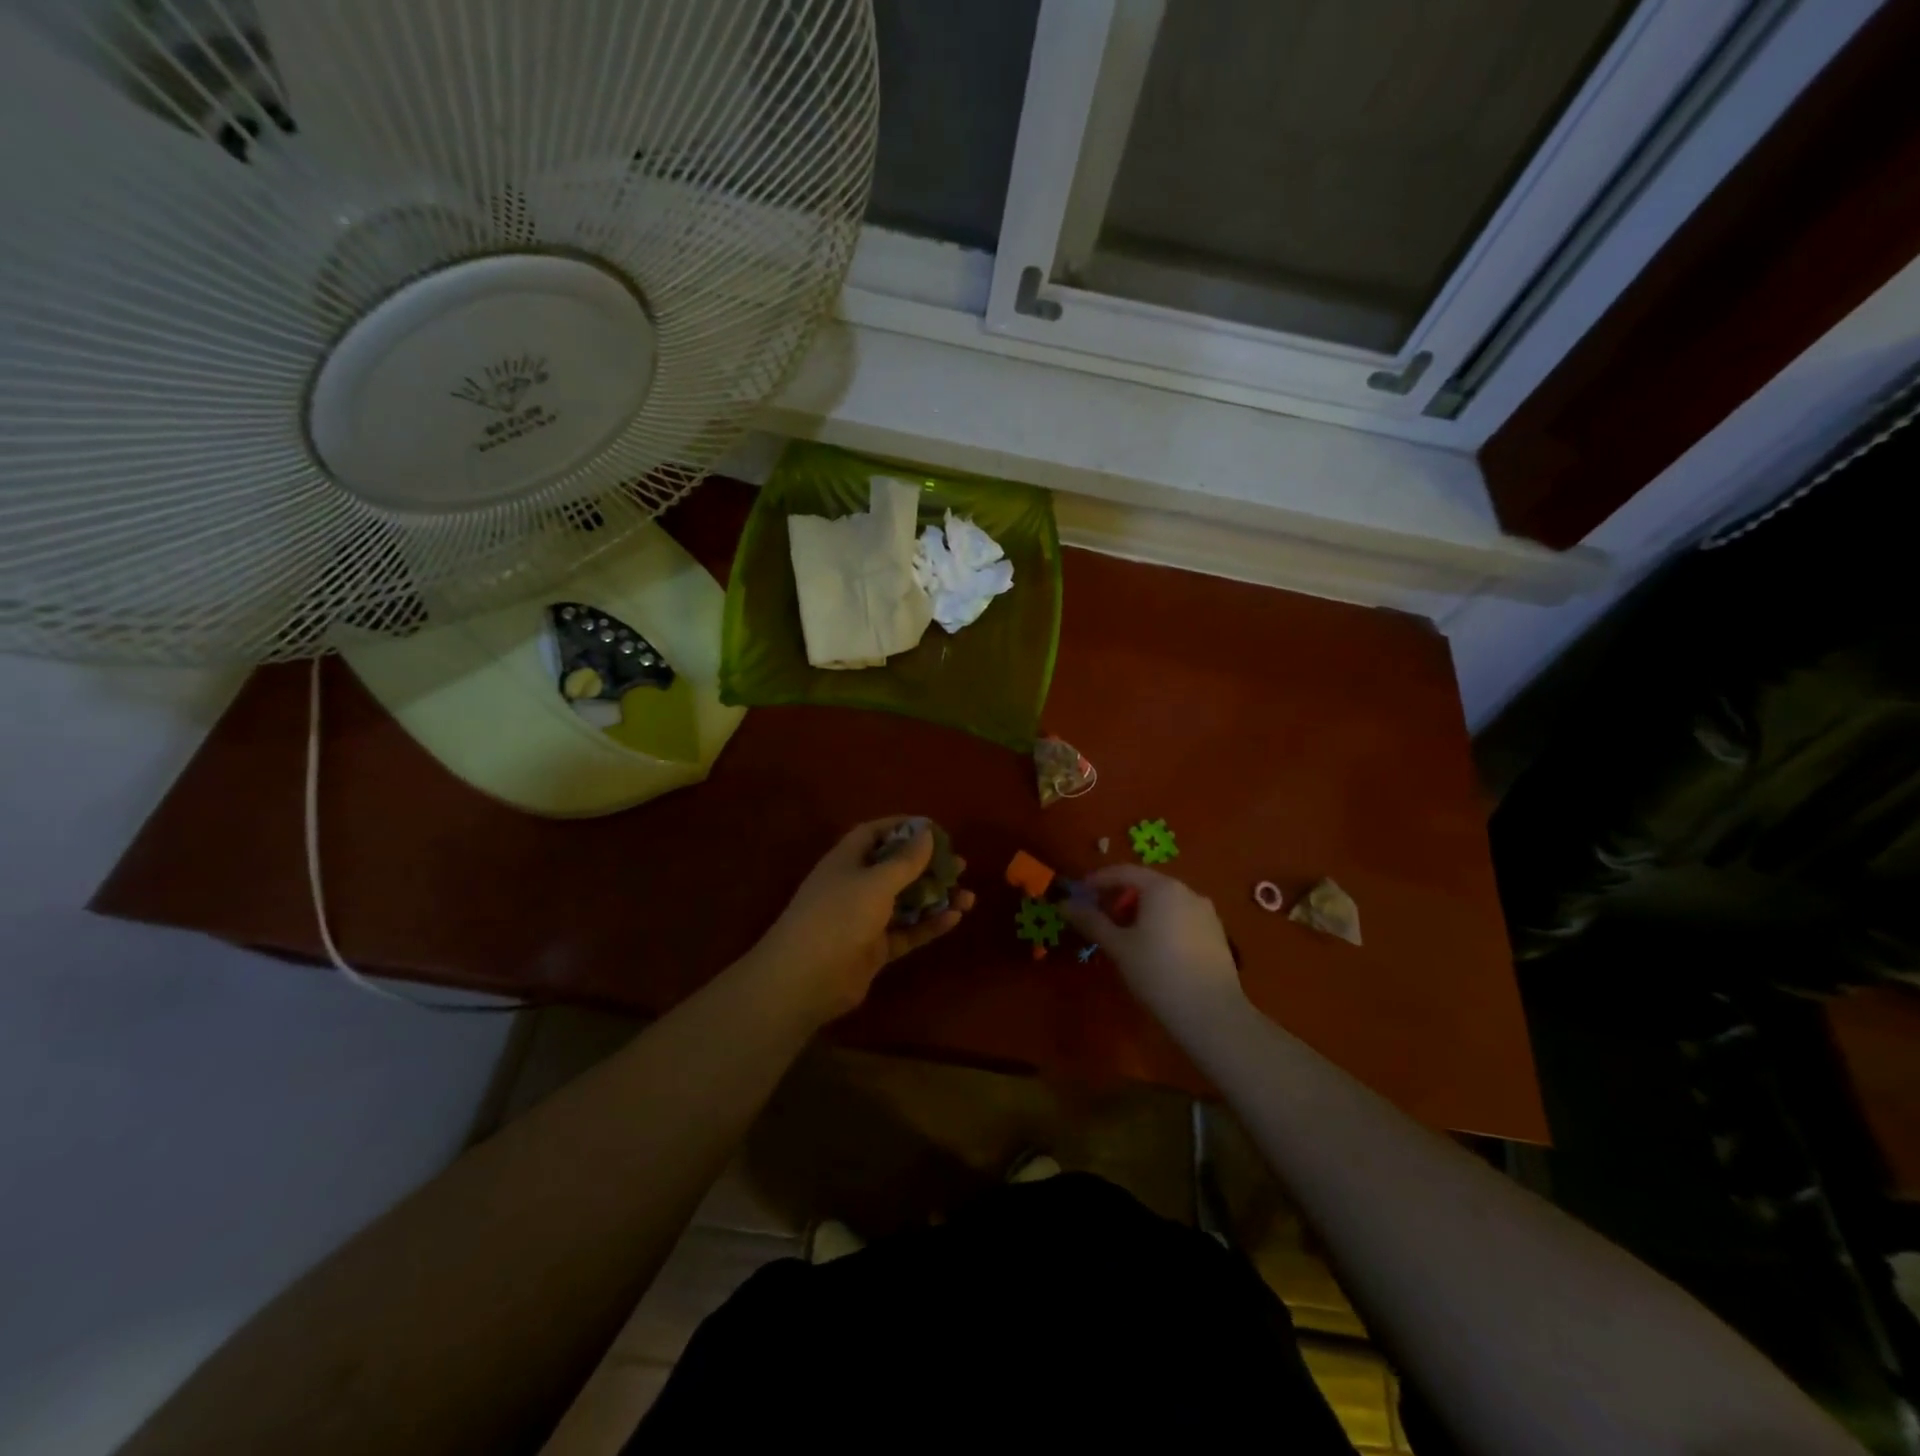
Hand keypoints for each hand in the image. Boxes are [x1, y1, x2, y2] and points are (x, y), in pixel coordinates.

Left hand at [748, 817, 974, 1023]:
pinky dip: (929, 925)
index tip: (934, 829)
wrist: (805, 980)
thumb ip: (905, 860)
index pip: (874, 834)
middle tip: (960, 865)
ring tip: (968, 896)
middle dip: (927, 866)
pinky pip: (907, 932)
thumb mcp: (875, 882)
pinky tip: (955, 919)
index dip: (902, 828)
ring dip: (935, 898)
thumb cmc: (838, 916)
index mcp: (847, 860)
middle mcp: (855, 885)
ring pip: (906, 902)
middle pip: (895, 869)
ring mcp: (864, 919)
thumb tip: (927, 833)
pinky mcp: (874, 949)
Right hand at [1061, 865, 1244, 1028]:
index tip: (1079, 894)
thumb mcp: (1118, 947)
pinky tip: (1153, 950)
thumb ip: (1091, 921)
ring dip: (1141, 912)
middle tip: (1099, 918)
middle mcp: (1187, 892)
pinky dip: (1161, 924)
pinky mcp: (1216, 934)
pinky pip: (1181, 918)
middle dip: (1120, 897)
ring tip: (1124, 936)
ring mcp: (1206, 913)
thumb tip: (1064, 904)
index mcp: (1162, 888)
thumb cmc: (1157, 973)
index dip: (1098, 880)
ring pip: (1165, 903)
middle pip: (1146, 885)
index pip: (1124, 872)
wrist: (1211, 1013)